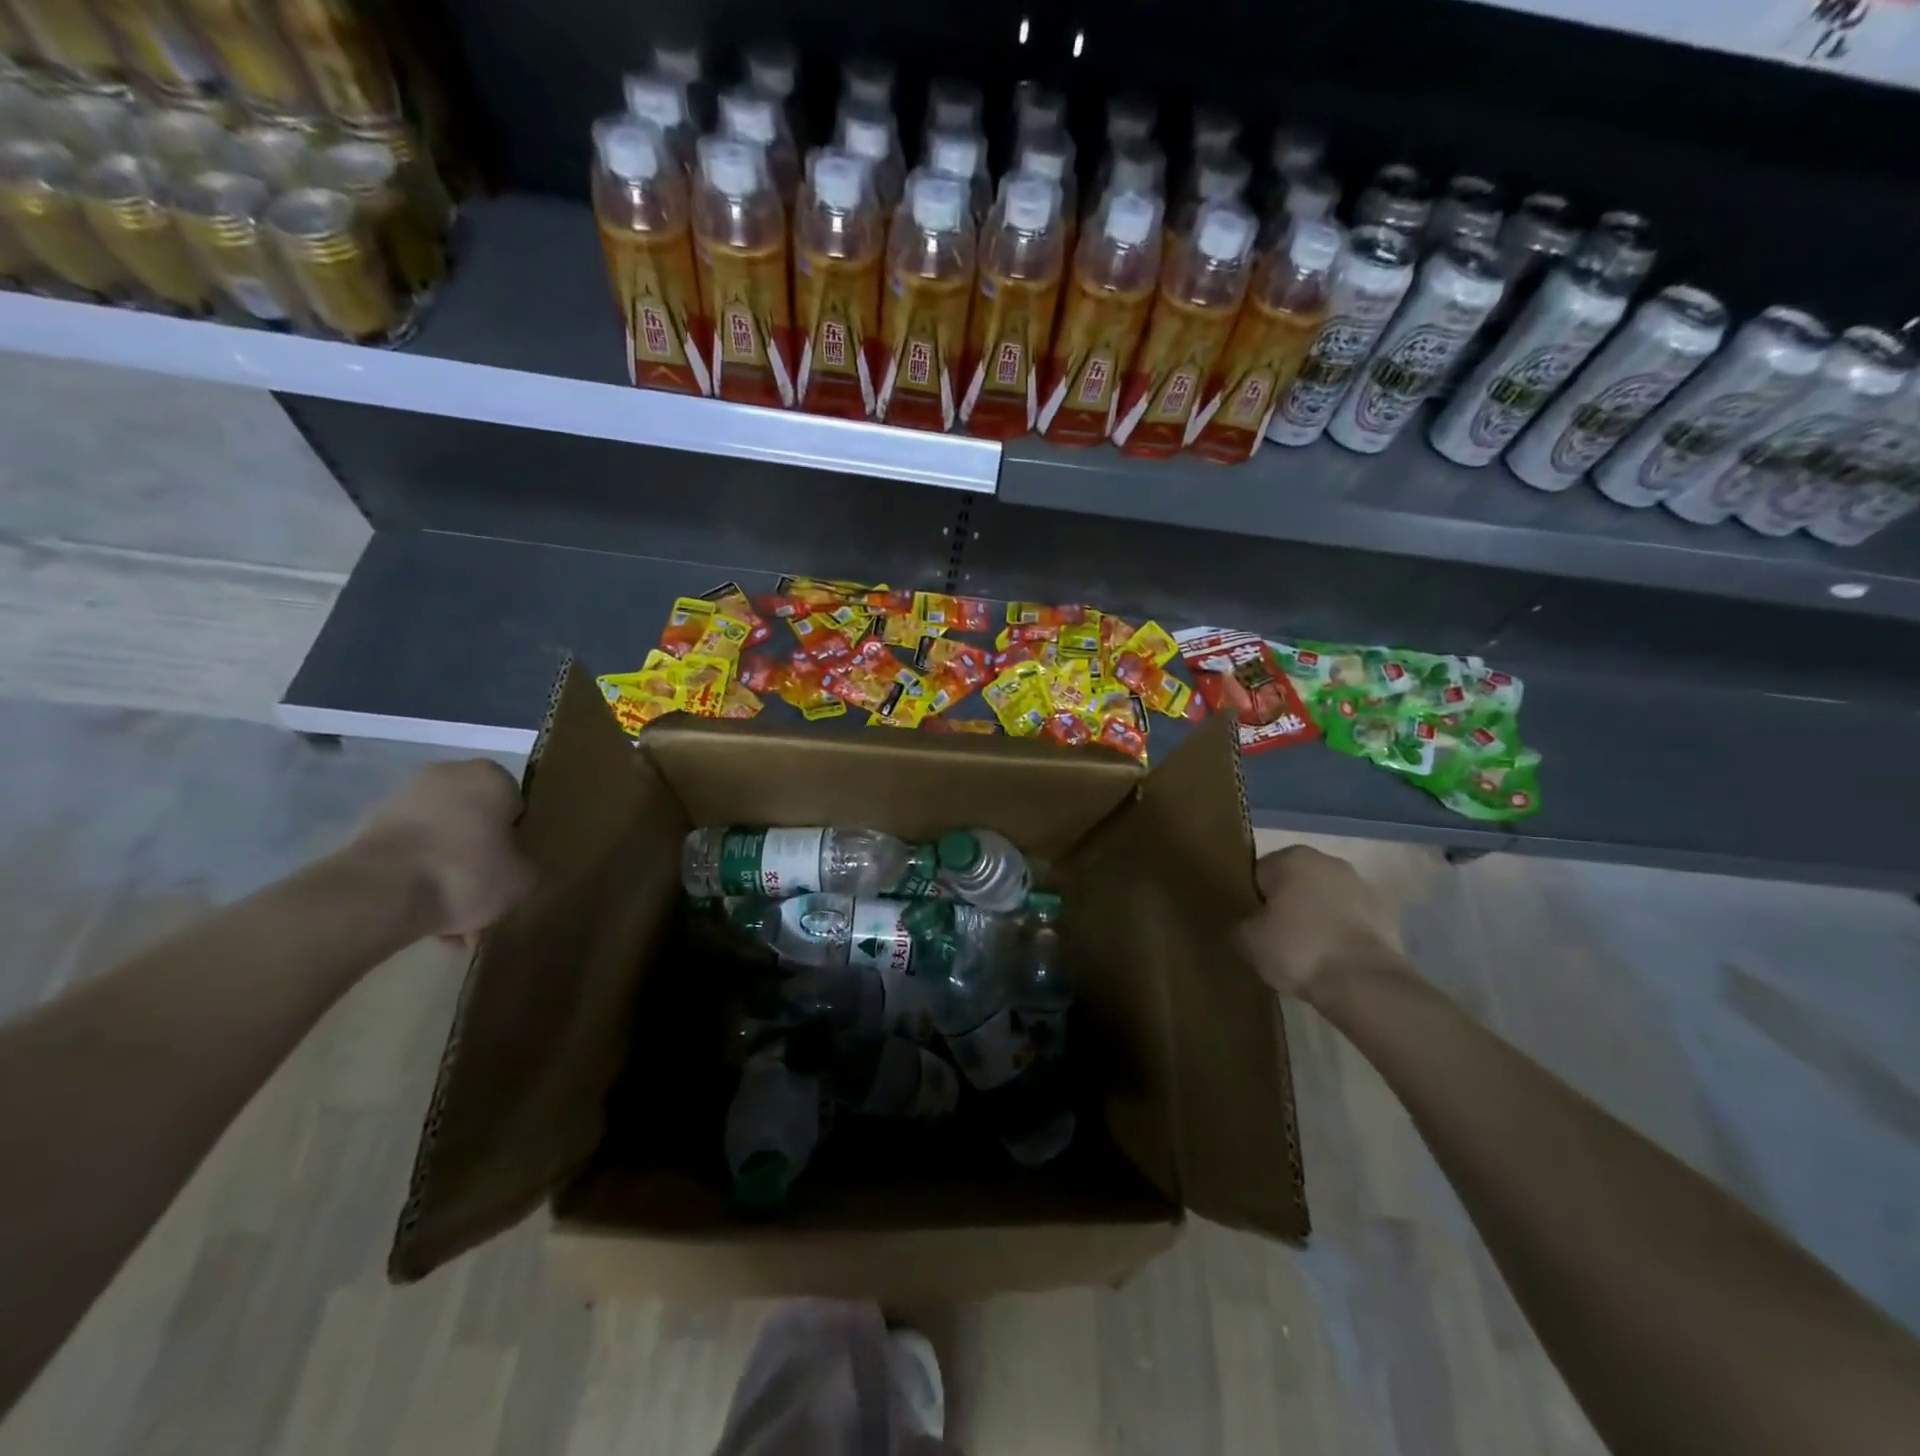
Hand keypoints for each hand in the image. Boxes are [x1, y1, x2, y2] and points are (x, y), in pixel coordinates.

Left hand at [353, 761, 533, 942]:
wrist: (378, 893)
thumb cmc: (467, 873)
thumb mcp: (523, 880)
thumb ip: (526, 866)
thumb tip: (511, 868)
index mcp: (491, 777)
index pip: (515, 807)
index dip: (516, 840)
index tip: (510, 868)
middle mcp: (447, 775)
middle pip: (475, 821)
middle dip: (479, 856)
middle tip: (484, 894)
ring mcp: (402, 799)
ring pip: (441, 839)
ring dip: (448, 870)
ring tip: (451, 918)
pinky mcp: (368, 827)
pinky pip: (410, 853)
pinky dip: (418, 877)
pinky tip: (424, 915)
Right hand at [1236, 845, 1403, 1003]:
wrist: (1364, 982)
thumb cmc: (1298, 950)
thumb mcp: (1247, 941)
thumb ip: (1240, 924)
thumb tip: (1246, 925)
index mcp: (1291, 858)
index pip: (1259, 875)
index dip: (1253, 901)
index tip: (1253, 927)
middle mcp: (1327, 861)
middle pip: (1294, 883)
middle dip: (1286, 906)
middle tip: (1277, 940)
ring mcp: (1361, 885)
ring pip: (1325, 900)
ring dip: (1316, 918)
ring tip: (1308, 954)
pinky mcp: (1386, 913)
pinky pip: (1351, 919)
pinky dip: (1342, 933)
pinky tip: (1334, 959)